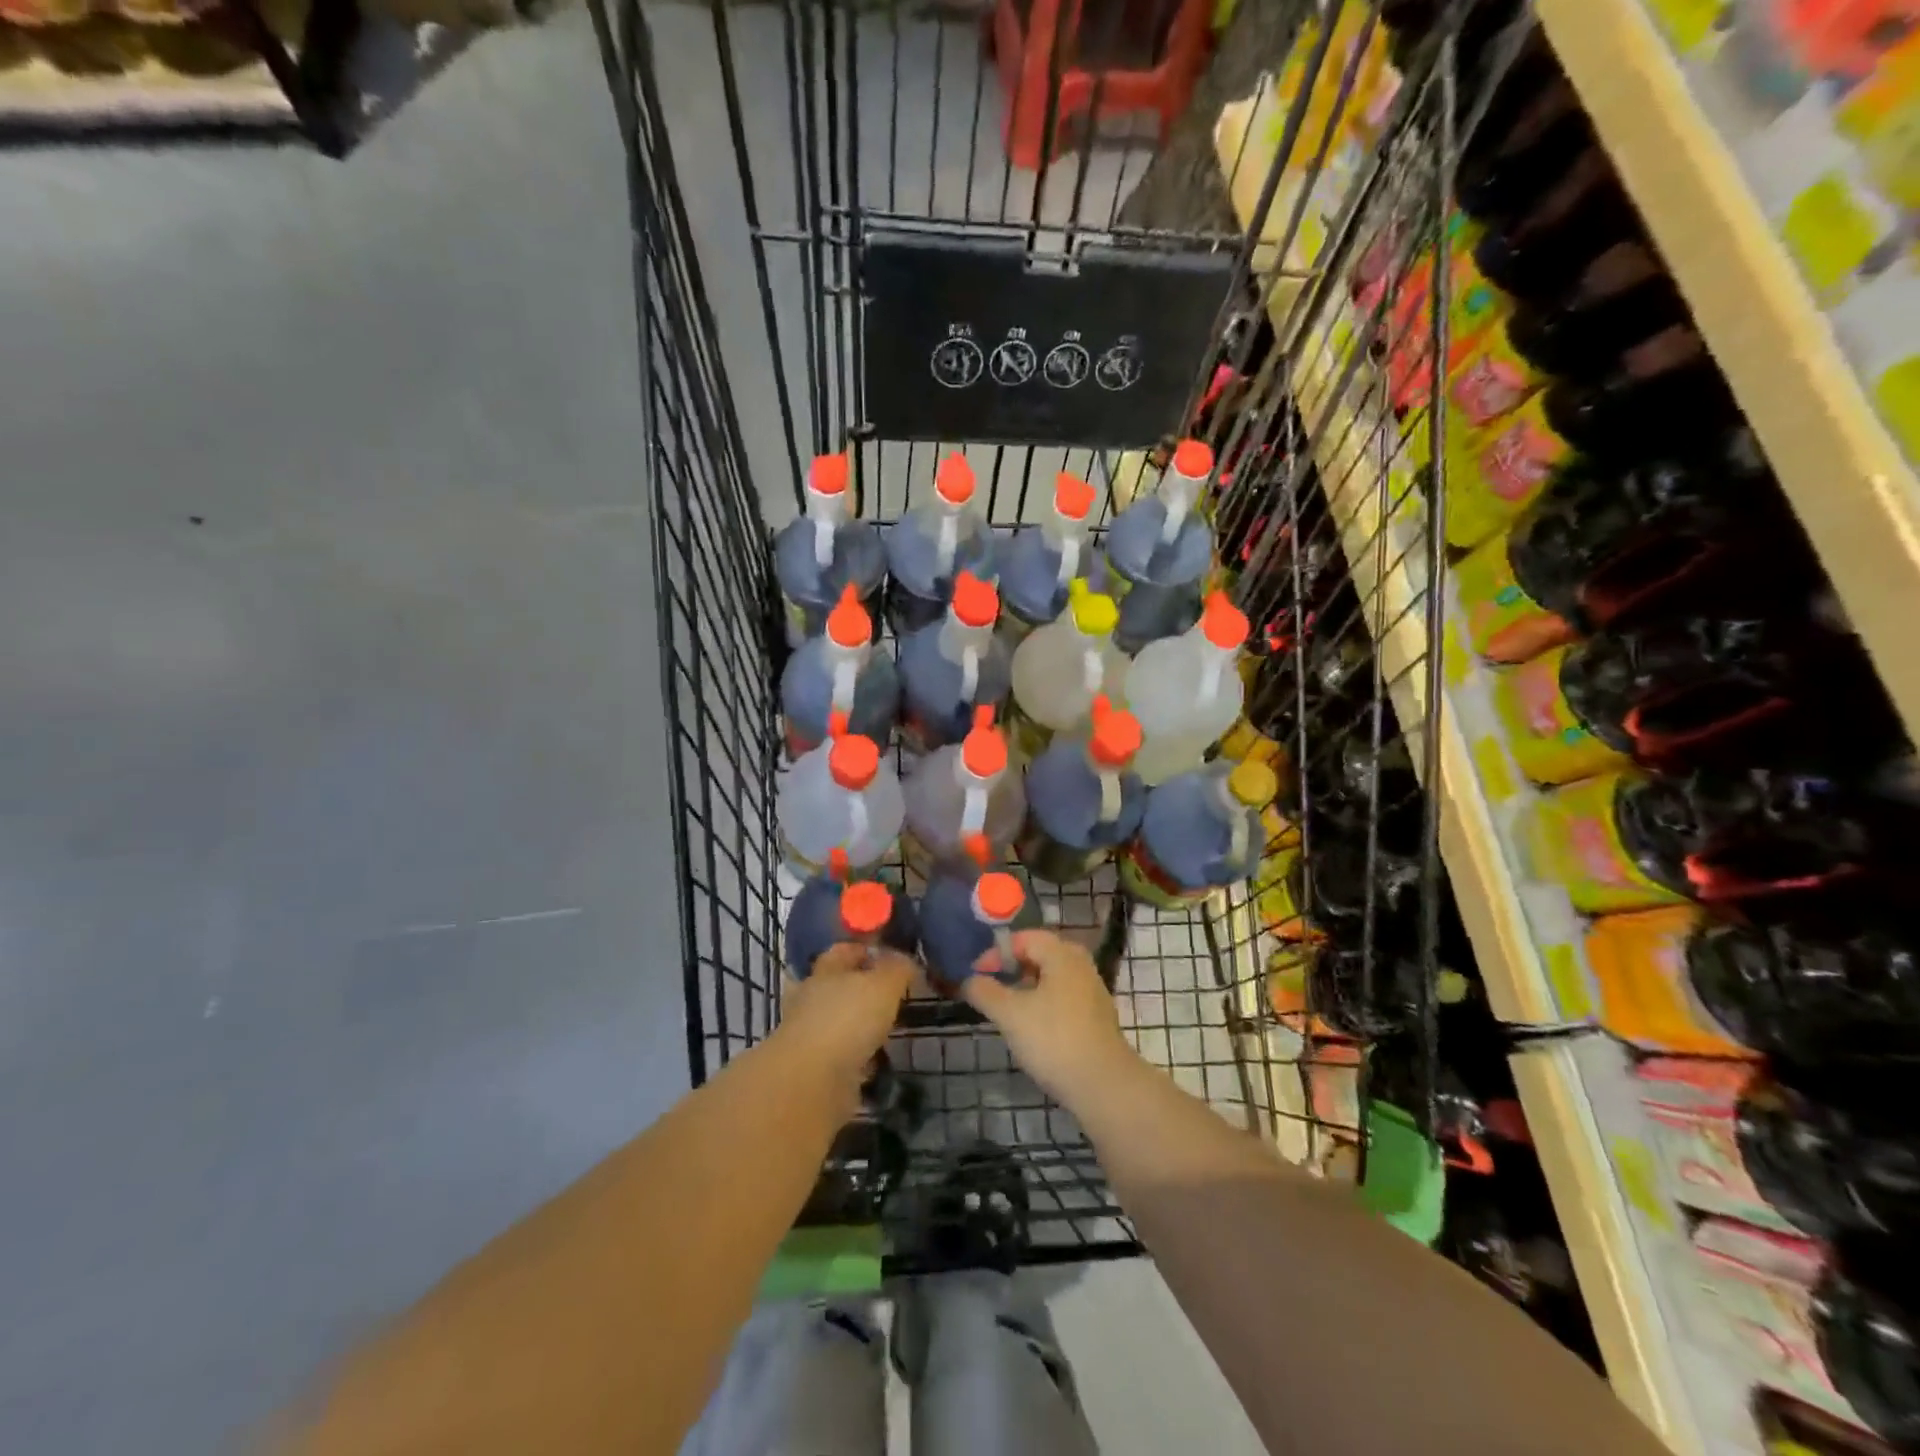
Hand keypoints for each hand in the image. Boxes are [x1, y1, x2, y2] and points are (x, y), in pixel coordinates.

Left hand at [779, 944, 914, 1084]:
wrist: (811, 1081)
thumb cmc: (848, 1019)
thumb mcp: (884, 984)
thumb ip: (897, 969)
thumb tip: (906, 961)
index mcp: (825, 970)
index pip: (844, 950)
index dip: (865, 950)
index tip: (890, 957)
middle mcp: (811, 998)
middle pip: (837, 986)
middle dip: (861, 989)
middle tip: (891, 995)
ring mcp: (808, 1034)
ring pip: (838, 1021)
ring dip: (857, 1025)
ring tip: (886, 1029)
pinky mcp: (812, 1067)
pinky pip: (840, 1055)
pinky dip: (856, 1057)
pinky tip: (875, 1062)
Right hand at [964, 930, 1138, 1105]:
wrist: (1103, 1085)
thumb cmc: (1054, 1040)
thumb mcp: (1010, 1014)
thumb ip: (985, 992)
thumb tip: (968, 980)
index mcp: (1062, 955)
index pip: (1025, 938)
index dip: (996, 952)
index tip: (976, 974)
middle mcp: (1081, 965)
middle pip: (1040, 954)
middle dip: (1013, 967)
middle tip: (992, 985)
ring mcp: (1092, 991)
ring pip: (1053, 977)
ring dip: (1027, 986)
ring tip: (1007, 1008)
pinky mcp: (1096, 1017)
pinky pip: (1063, 997)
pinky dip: (1043, 1002)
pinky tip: (1032, 1026)